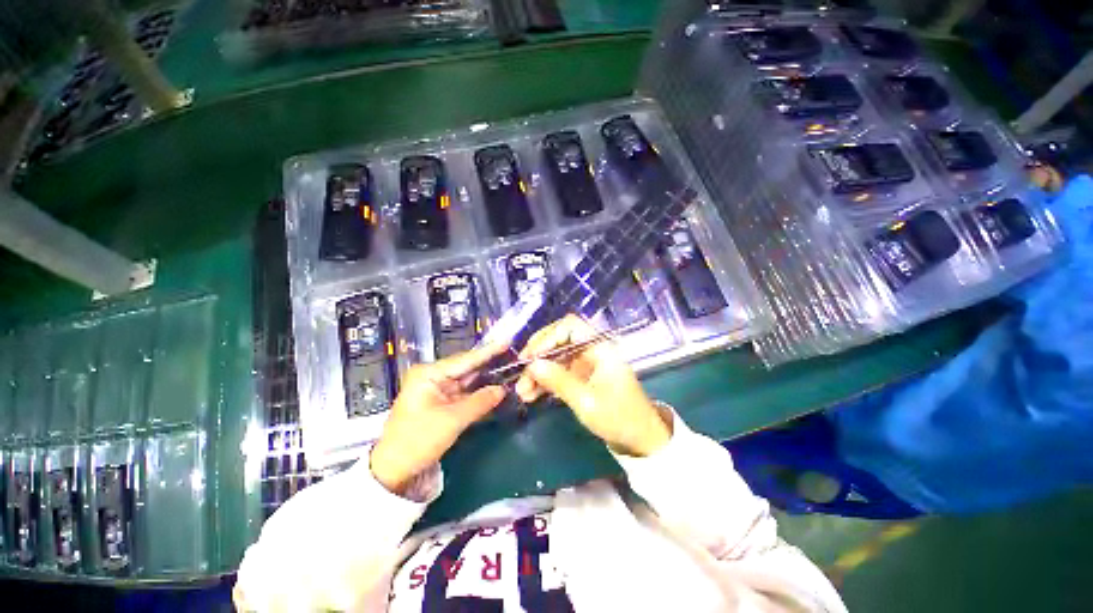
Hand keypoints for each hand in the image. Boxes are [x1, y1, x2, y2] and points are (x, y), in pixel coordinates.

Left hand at [370, 343, 507, 494]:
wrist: (394, 471)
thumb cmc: (418, 440)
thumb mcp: (452, 420)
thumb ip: (480, 402)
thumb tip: (503, 389)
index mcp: (429, 374)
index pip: (464, 360)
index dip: (488, 352)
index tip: (506, 342)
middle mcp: (433, 377)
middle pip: (467, 368)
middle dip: (489, 365)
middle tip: (513, 356)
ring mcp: (437, 389)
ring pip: (467, 381)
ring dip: (486, 379)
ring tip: (509, 369)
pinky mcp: (441, 402)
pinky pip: (464, 394)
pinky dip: (479, 393)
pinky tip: (496, 388)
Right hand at [514, 315, 671, 456]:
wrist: (640, 440)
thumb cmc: (619, 418)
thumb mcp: (586, 401)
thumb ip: (558, 381)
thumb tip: (532, 365)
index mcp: (599, 347)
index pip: (570, 326)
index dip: (548, 337)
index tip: (531, 357)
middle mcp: (591, 350)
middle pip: (559, 340)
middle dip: (538, 356)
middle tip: (520, 374)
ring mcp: (586, 364)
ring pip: (556, 358)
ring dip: (538, 371)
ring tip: (522, 392)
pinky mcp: (582, 377)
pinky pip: (559, 372)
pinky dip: (545, 381)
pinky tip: (531, 395)